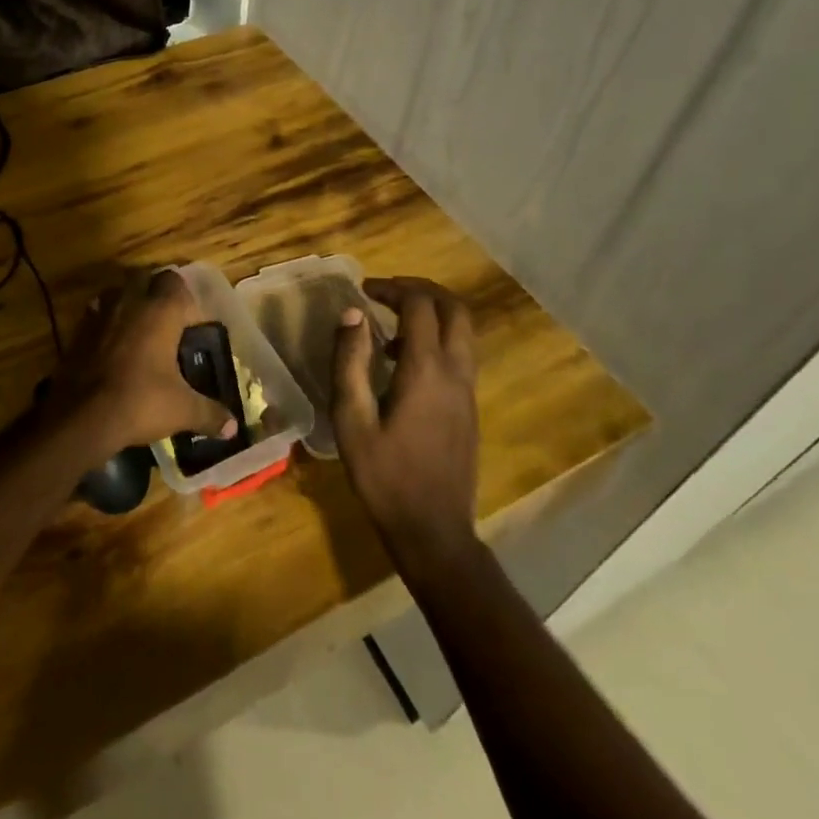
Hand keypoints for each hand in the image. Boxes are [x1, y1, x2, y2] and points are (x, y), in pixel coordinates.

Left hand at [53, 269, 235, 456]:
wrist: (82, 416)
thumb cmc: (140, 402)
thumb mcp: (182, 409)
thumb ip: (210, 413)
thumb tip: (233, 428)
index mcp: (160, 311)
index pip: (175, 281)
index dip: (184, 297)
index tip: (191, 322)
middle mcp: (130, 302)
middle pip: (145, 279)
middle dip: (156, 293)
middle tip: (167, 323)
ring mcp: (100, 313)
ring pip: (118, 293)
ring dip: (129, 303)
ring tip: (139, 331)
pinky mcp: (78, 330)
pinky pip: (97, 313)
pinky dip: (106, 321)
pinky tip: (113, 346)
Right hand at [330, 277, 481, 555]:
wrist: (433, 530)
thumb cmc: (384, 476)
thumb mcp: (351, 420)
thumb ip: (350, 362)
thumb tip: (352, 314)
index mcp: (427, 371)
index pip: (419, 306)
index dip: (391, 288)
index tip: (363, 290)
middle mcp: (456, 372)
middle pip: (454, 308)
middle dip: (421, 290)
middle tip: (386, 292)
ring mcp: (468, 391)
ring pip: (463, 330)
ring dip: (431, 312)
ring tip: (390, 322)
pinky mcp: (469, 407)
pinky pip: (460, 353)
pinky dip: (437, 337)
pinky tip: (402, 361)